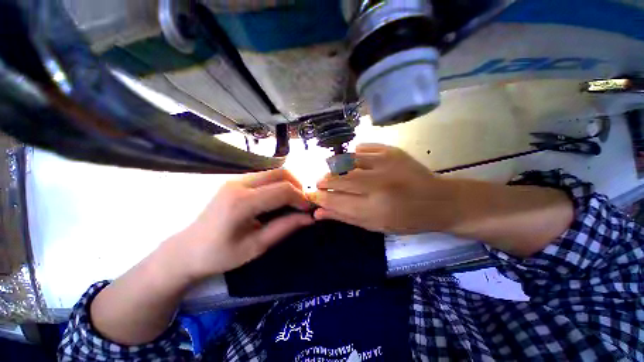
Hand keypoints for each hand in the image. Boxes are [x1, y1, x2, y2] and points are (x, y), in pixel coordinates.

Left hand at [173, 169, 313, 279]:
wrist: (186, 250)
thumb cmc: (219, 255)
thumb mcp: (256, 246)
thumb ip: (284, 228)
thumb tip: (309, 218)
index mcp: (241, 202)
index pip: (283, 190)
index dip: (301, 199)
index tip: (308, 211)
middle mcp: (239, 183)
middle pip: (280, 173)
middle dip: (297, 186)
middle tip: (302, 203)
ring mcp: (236, 179)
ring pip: (273, 171)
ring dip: (289, 183)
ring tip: (294, 200)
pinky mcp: (236, 180)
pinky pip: (265, 175)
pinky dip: (278, 183)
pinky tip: (279, 198)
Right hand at [310, 144, 457, 233]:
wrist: (439, 200)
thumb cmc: (406, 219)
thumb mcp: (374, 225)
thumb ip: (344, 217)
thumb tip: (318, 212)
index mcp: (374, 209)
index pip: (335, 200)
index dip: (319, 197)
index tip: (311, 195)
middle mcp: (378, 184)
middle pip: (338, 178)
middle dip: (323, 181)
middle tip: (319, 183)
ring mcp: (385, 163)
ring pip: (347, 160)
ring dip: (334, 167)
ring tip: (333, 172)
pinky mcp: (392, 151)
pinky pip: (363, 148)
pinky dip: (353, 154)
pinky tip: (353, 161)